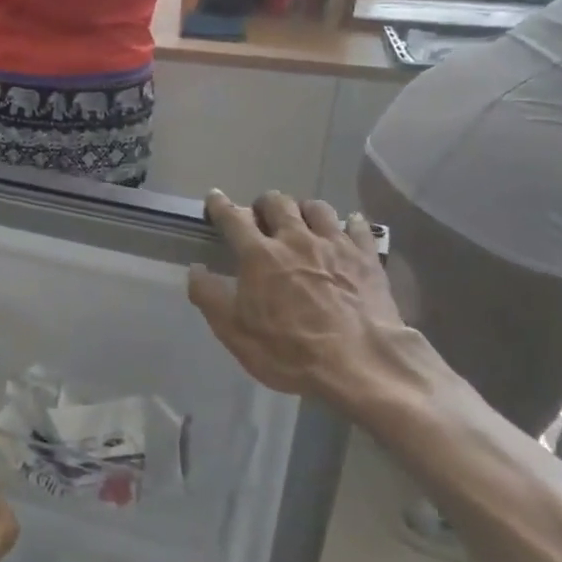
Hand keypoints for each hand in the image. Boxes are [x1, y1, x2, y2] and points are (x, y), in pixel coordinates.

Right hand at [187, 190, 441, 422]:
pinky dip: (349, 222)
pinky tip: (348, 227)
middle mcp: (296, 239)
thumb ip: (209, 296)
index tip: (214, 197)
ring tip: (302, 220)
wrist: (360, 364)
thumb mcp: (234, 332)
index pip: (233, 219)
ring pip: (317, 208)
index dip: (220, 206)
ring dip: (304, 209)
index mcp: (259, 255)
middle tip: (261, 216)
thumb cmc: (289, 351)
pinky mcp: (366, 258)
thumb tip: (195, 269)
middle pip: (278, 203)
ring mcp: (335, 245)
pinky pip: (358, 226)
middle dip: (264, 204)